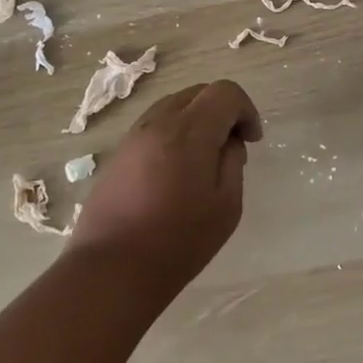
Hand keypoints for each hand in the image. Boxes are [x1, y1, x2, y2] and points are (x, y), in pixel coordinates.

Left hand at [67, 80, 262, 296]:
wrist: (111, 270)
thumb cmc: (178, 241)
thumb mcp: (226, 205)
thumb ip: (233, 163)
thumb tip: (228, 143)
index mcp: (190, 130)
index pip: (225, 92)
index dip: (245, 109)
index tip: (251, 140)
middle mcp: (159, 122)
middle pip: (198, 92)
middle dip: (222, 110)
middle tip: (231, 146)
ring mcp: (134, 136)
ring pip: (173, 106)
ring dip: (196, 120)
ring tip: (203, 158)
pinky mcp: (118, 154)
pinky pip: (154, 126)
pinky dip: (173, 133)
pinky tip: (176, 170)